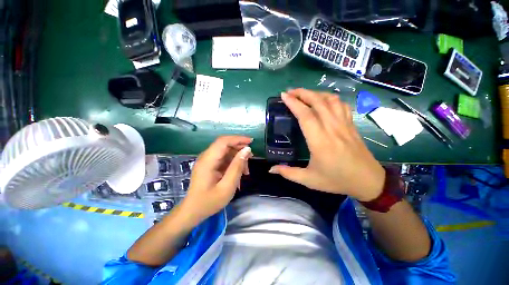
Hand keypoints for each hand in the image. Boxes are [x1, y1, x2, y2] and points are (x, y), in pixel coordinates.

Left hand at [182, 136, 252, 222]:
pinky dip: (233, 163)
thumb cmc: (209, 202)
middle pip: (225, 145)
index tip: (251, 142)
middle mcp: (206, 157)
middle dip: (239, 149)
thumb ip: (237, 167)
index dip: (238, 139)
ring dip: (237, 157)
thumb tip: (247, 150)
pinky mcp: (209, 165)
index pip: (223, 141)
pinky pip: (223, 158)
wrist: (192, 212)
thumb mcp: (227, 186)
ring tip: (246, 170)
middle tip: (251, 157)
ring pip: (226, 151)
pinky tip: (239, 173)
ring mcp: (207, 161)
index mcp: (208, 161)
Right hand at [269, 89, 384, 201]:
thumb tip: (271, 169)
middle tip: (290, 92)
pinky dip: (330, 98)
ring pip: (330, 100)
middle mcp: (332, 128)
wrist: (368, 181)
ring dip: (315, 93)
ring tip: (304, 94)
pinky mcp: (351, 124)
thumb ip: (289, 173)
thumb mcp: (309, 180)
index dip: (293, 103)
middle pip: (317, 102)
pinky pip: (341, 105)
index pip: (305, 115)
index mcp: (320, 141)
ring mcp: (344, 124)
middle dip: (302, 93)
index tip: (283, 96)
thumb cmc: (337, 180)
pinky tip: (323, 100)